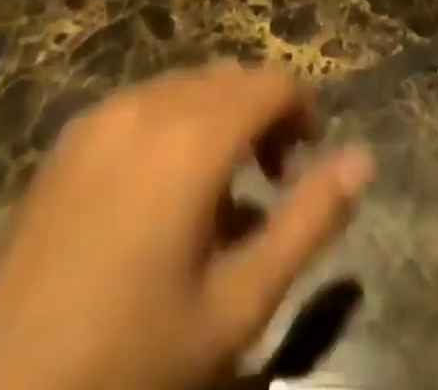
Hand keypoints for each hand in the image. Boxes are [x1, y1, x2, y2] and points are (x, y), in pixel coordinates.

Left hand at [0, 63, 372, 389]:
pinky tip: (158, 197)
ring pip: (189, 86)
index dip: (302, 113)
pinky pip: (146, 104)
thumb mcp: (237, 306)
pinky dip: (174, 125)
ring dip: (219, 119)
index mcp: (195, 135)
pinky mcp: (73, 135)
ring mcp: (106, 113)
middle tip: (267, 187)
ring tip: (216, 197)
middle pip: (232, 78)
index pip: (273, 83)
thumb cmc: (129, 359)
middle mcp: (152, 103)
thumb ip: (309, 222)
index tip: (303, 168)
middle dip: (262, 116)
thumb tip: (363, 158)